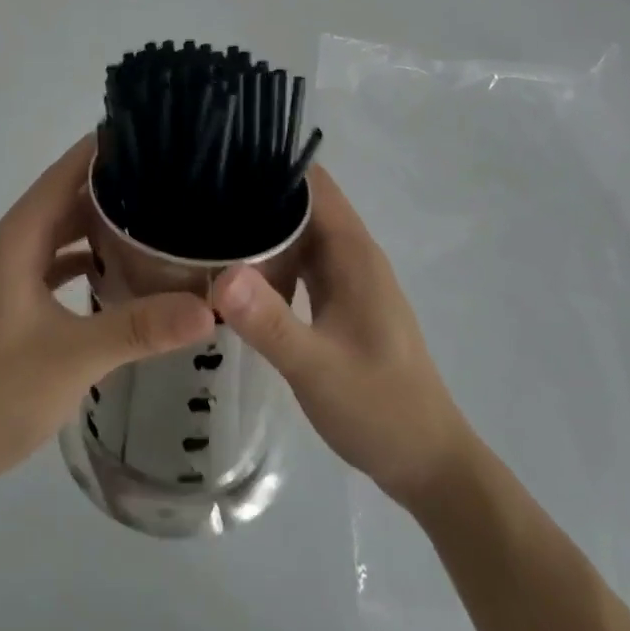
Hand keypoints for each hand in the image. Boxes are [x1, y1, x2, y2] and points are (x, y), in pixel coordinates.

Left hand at [0, 137, 216, 500]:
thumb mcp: (75, 356)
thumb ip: (140, 326)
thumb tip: (209, 306)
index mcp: (15, 241)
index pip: (61, 174)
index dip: (99, 150)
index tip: (145, 131)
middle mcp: (7, 248)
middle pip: (61, 200)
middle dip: (108, 185)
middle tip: (165, 174)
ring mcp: (3, 278)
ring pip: (56, 234)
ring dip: (95, 224)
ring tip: (150, 214)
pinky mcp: (7, 306)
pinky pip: (51, 265)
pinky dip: (81, 259)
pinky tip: (116, 271)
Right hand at [211, 166, 468, 509]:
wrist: (429, 464)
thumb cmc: (380, 409)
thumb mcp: (316, 368)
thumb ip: (269, 322)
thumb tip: (221, 273)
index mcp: (352, 252)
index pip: (313, 183)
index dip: (272, 168)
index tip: (222, 166)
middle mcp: (352, 254)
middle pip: (301, 205)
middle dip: (256, 200)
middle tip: (200, 204)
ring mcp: (348, 278)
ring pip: (299, 236)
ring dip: (262, 234)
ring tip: (209, 234)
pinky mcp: (342, 301)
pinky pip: (301, 265)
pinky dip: (273, 264)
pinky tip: (239, 280)